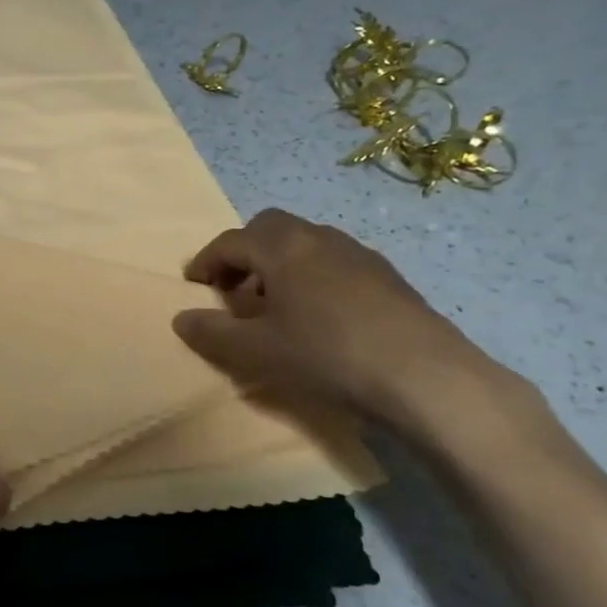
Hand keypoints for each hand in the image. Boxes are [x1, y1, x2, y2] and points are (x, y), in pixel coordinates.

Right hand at [171, 208, 509, 431]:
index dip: (206, 261)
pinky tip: (317, 317)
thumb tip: (181, 317)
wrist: (425, 378)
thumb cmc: (326, 355)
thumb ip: (212, 331)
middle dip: (244, 253)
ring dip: (278, 265)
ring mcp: (359, 254)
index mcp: (283, 247)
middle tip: (232, 290)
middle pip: (269, 228)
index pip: (231, 241)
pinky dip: (310, 277)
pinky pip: (333, 262)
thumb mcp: (255, 350)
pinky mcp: (387, 277)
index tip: (193, 285)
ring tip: (273, 306)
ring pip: (304, 244)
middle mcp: (319, 238)